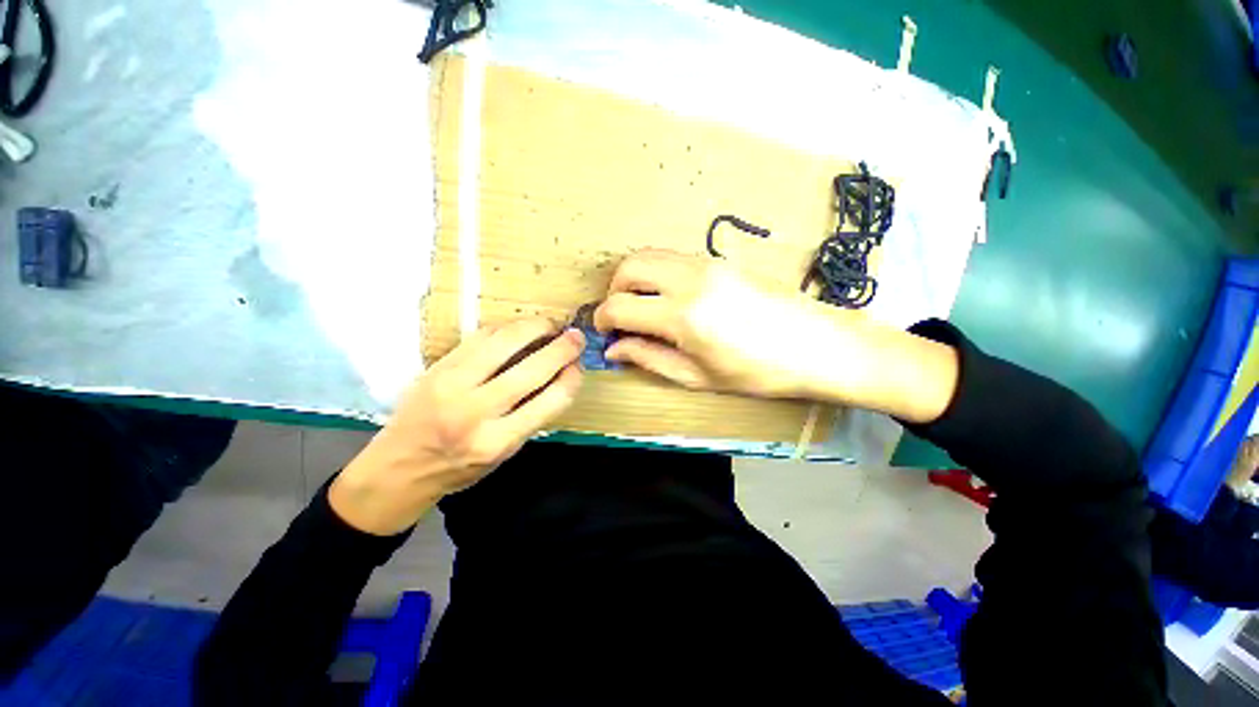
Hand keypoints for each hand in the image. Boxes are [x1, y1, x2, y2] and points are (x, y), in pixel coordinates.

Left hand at [329, 318, 584, 534]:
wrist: (397, 467)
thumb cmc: (458, 468)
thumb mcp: (504, 454)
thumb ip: (533, 416)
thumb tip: (561, 377)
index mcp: (497, 442)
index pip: (550, 401)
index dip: (571, 378)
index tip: (578, 367)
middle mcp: (475, 412)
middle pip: (531, 369)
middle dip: (562, 348)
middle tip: (576, 337)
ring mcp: (452, 385)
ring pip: (504, 343)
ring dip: (535, 327)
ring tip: (551, 325)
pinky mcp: (438, 366)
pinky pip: (480, 337)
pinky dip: (507, 329)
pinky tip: (519, 329)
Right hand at [594, 249, 958, 423]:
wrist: (817, 345)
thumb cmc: (758, 371)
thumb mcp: (697, 375)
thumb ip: (649, 358)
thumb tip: (614, 349)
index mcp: (682, 316)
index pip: (620, 306)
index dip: (602, 320)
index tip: (604, 333)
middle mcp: (689, 279)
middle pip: (629, 267)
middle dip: (613, 290)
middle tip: (620, 317)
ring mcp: (706, 263)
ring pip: (649, 254)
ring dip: (634, 277)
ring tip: (642, 306)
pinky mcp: (719, 259)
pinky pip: (672, 257)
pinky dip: (657, 272)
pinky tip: (668, 297)